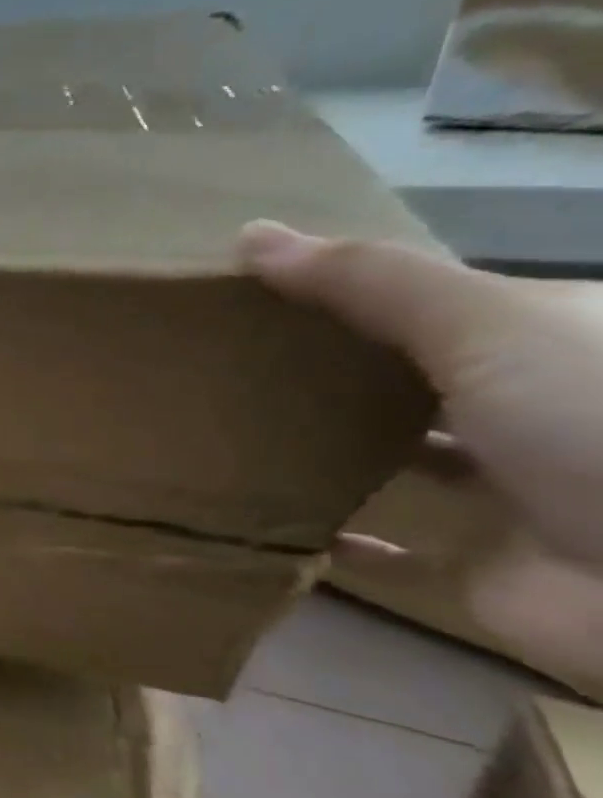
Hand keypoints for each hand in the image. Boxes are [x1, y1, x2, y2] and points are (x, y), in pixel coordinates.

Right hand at [240, 221, 602, 690]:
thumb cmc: (593, 419)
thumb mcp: (484, 325)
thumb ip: (369, 282)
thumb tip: (250, 236)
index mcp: (549, 340)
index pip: (437, 305)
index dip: (354, 295)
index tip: (260, 299)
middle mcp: (535, 408)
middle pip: (416, 381)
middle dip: (332, 374)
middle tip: (230, 364)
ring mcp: (513, 489)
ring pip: (406, 461)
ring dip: (332, 453)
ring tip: (235, 434)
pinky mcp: (484, 561)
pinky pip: (395, 552)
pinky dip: (340, 540)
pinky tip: (281, 518)